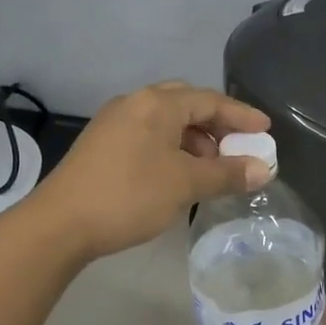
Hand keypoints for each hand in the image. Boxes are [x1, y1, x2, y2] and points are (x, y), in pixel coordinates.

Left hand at [34, 81, 270, 260]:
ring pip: (164, 122)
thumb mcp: (185, 185)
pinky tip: (176, 176)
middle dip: (215, 126)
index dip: (241, 116)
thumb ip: (226, 174)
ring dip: (192, 141)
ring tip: (208, 171)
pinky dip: (170, 149)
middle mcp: (134, 103)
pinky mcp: (101, 145)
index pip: (209, 100)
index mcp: (157, 104)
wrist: (60, 224)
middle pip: (185, 104)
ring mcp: (113, 123)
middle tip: (236, 150)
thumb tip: (263, 169)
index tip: (265, 131)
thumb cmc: (129, 196)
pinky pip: (147, 136)